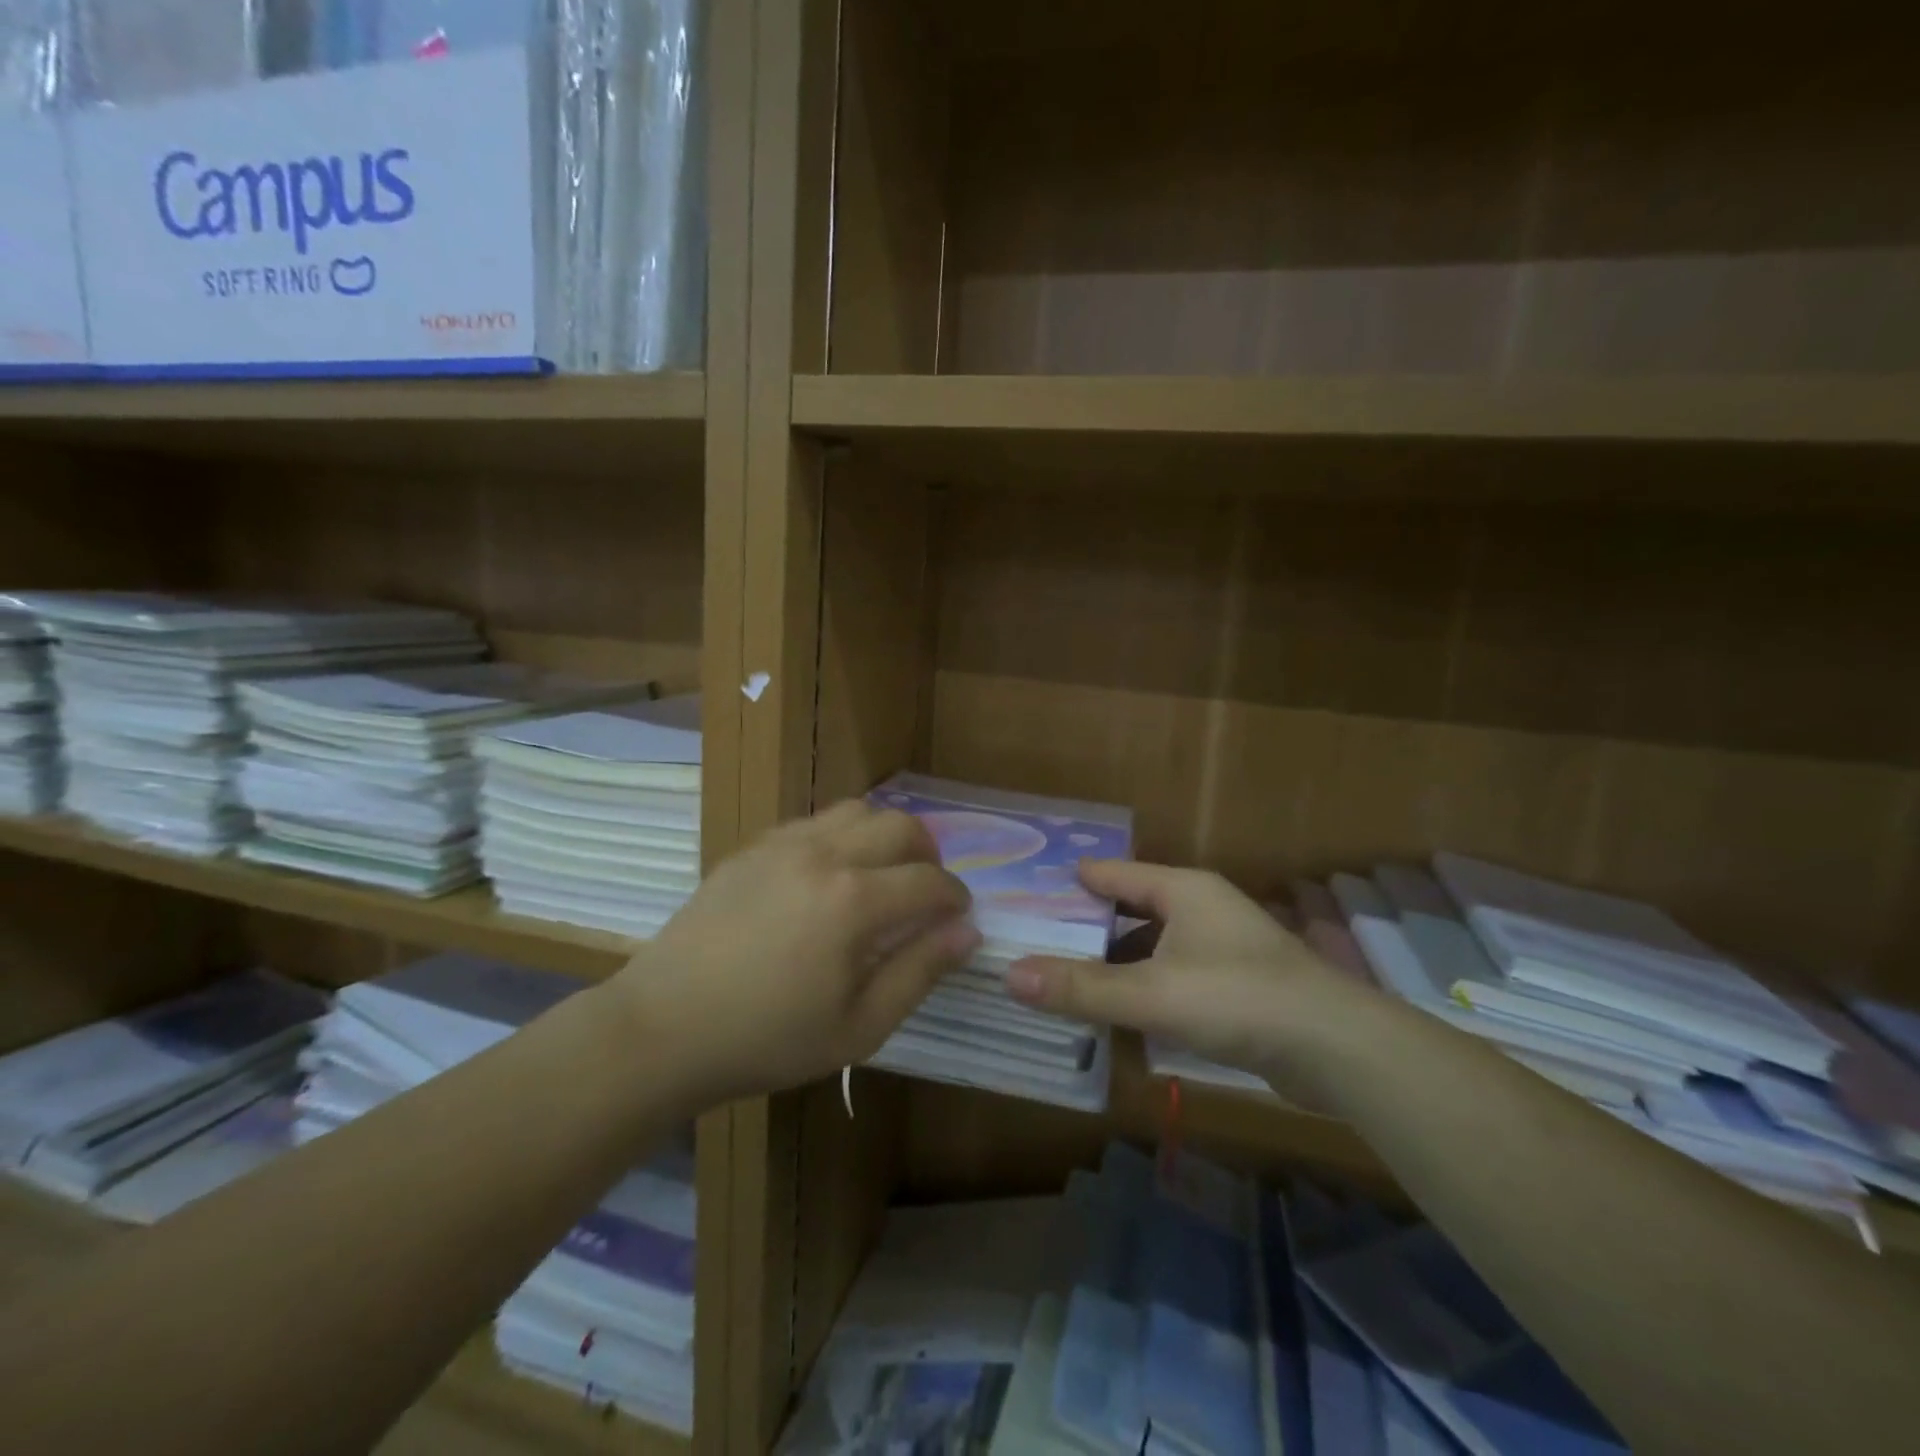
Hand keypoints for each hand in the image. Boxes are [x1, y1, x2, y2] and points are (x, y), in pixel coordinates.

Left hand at [615, 800, 978, 1106]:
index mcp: (854, 902)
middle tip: (925, 892)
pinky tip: (827, 876)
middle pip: (902, 826)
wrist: (663, 1028)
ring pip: (858, 810)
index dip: (955, 897)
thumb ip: (919, 973)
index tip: (958, 916)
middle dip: (928, 855)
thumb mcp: (858, 1028)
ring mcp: (784, 843)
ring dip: (884, 836)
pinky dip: (840, 836)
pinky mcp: (753, 847)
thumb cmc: (767, 1040)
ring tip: (880, 875)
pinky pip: (814, 821)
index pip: (930, 880)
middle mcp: (825, 855)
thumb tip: (966, 931)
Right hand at [1005, 861, 1371, 1094]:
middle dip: (1087, 926)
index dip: (1070, 882)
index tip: (1025, 892)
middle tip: (1035, 941)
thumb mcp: (1152, 994)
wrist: (1338, 1049)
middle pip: (1130, 909)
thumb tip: (1009, 975)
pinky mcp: (1236, 985)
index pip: (1112, 873)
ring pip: (1152, 946)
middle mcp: (1201, 909)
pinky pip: (1173, 976)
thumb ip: (1081, 988)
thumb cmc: (1239, 999)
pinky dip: (1144, 988)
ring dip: (1115, 963)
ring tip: (1067, 979)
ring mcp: (1222, 947)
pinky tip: (1120, 1013)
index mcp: (1182, 890)